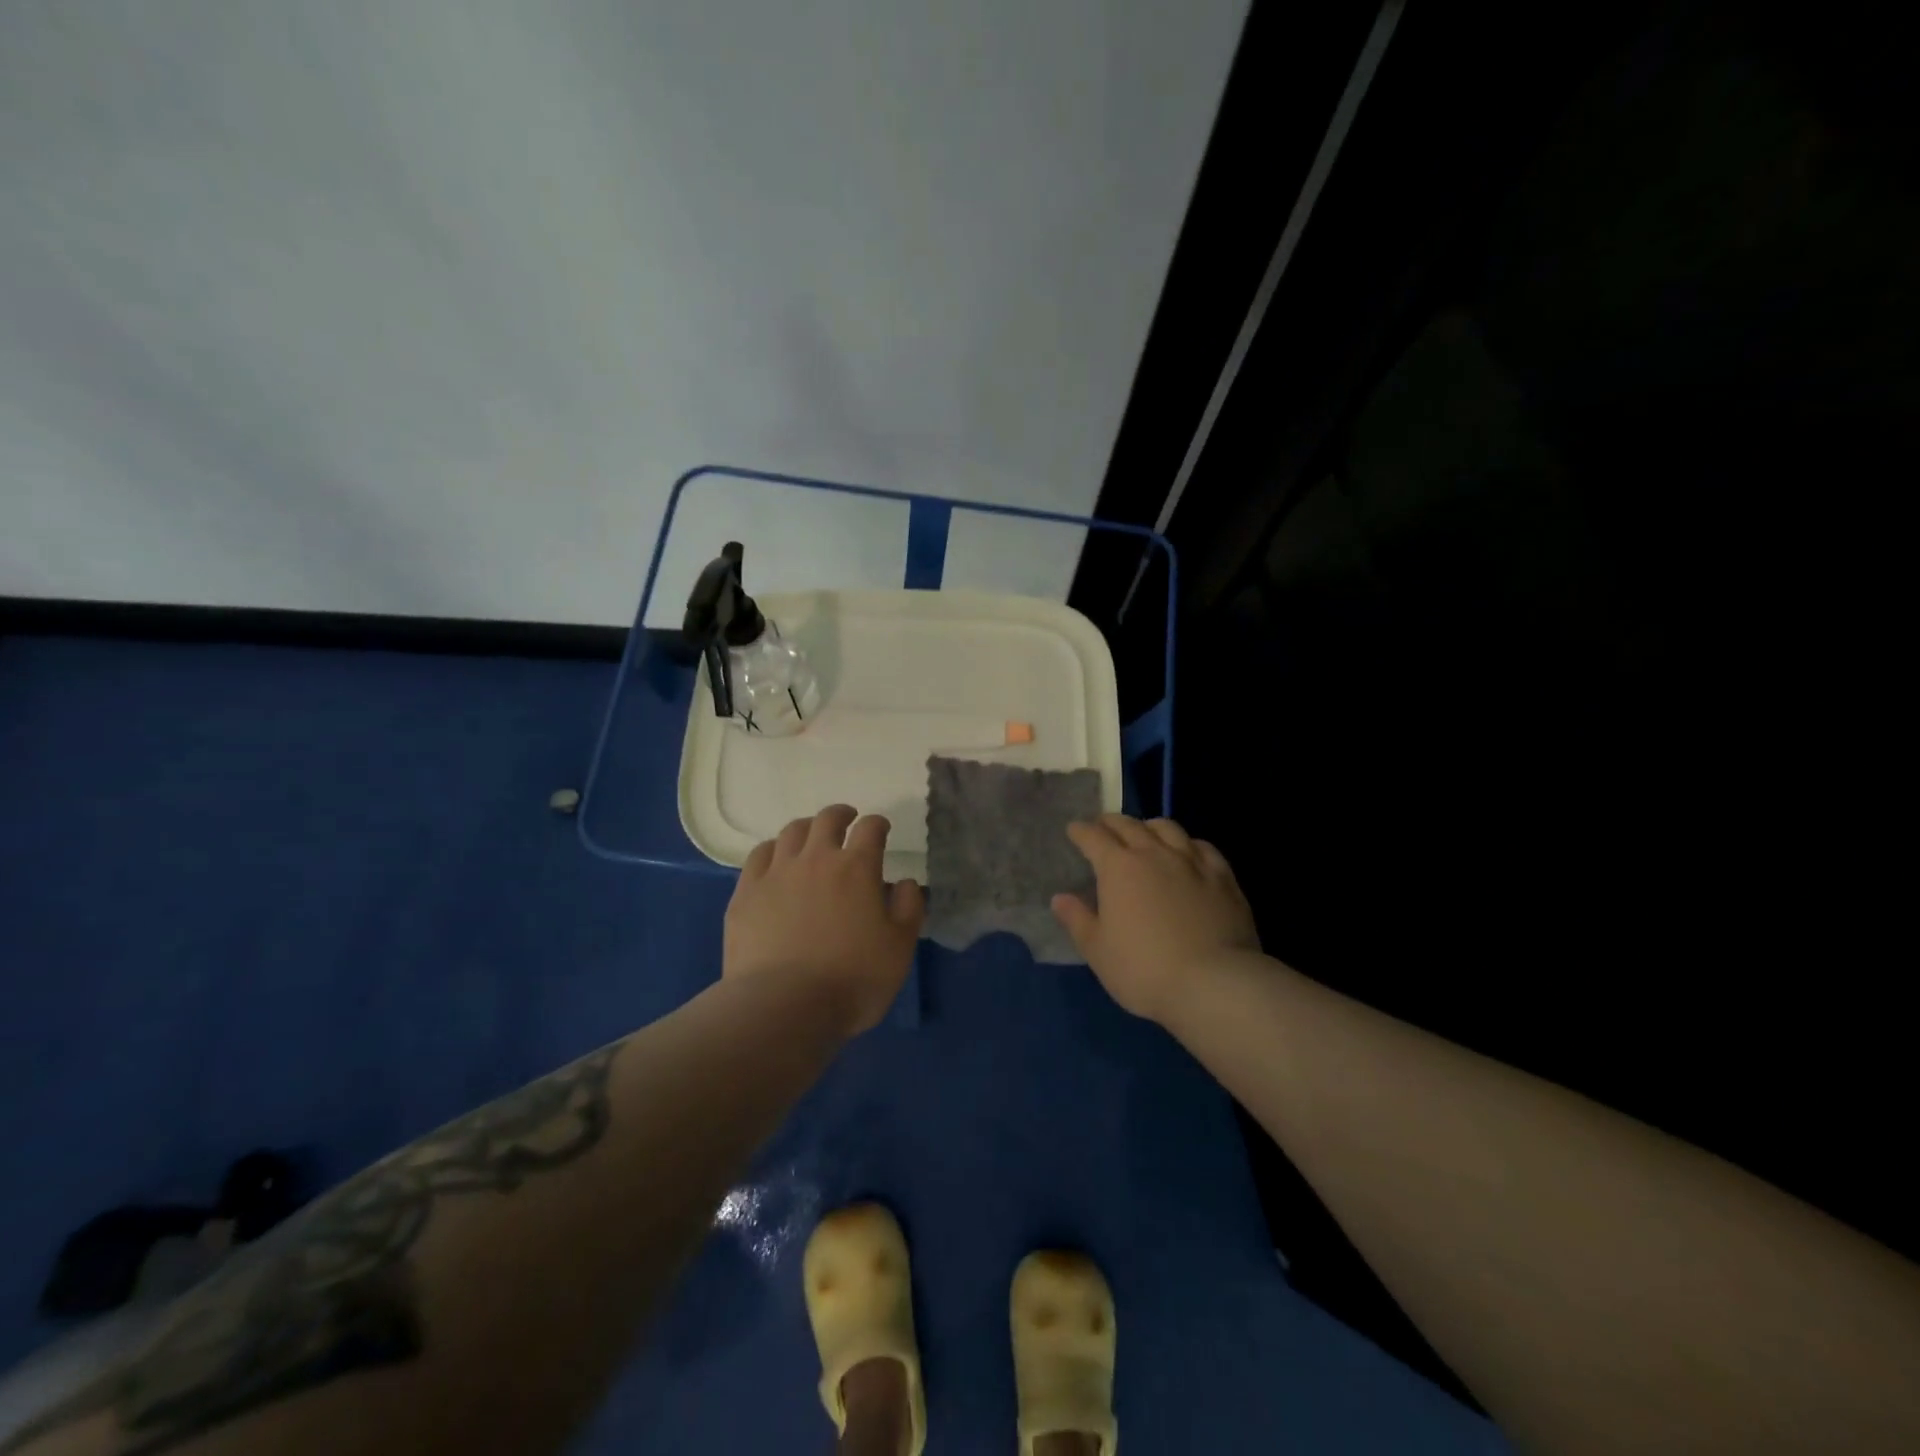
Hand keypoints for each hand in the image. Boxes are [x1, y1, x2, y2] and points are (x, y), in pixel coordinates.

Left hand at [724, 804, 925, 1034]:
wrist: (783, 1007)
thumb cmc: (852, 979)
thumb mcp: (900, 948)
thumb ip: (909, 908)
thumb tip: (905, 882)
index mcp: (857, 867)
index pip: (871, 828)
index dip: (878, 824)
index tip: (881, 830)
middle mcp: (816, 858)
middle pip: (827, 820)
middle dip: (841, 815)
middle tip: (847, 820)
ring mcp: (776, 873)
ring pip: (791, 832)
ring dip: (807, 828)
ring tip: (811, 837)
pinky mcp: (746, 893)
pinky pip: (759, 856)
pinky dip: (773, 850)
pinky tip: (776, 860)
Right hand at [1052, 814, 1259, 1022]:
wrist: (1214, 983)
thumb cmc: (1144, 969)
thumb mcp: (1098, 951)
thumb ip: (1077, 920)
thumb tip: (1060, 898)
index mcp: (1118, 867)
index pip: (1093, 837)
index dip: (1080, 831)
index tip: (1074, 830)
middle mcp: (1154, 853)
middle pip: (1129, 825)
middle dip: (1111, 822)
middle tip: (1103, 827)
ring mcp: (1191, 862)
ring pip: (1167, 828)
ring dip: (1149, 826)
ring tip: (1144, 833)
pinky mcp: (1223, 876)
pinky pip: (1202, 847)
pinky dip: (1187, 843)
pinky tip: (1188, 852)